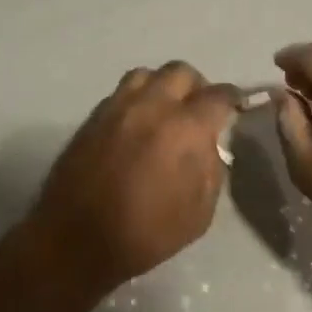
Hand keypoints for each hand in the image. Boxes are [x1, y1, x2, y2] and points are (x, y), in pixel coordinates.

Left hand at [26, 62, 239, 298]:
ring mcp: (118, 107)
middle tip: (198, 109)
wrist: (76, 239)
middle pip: (181, 72)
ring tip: (165, 110)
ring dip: (162, 86)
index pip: (218, 95)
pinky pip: (120, 93)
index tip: (236, 106)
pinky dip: (136, 100)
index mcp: (185, 128)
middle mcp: (152, 106)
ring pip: (146, 74)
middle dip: (197, 86)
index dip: (232, 98)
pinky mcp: (92, 117)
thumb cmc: (145, 234)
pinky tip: (136, 125)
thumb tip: (208, 146)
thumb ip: (211, 170)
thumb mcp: (199, 213)